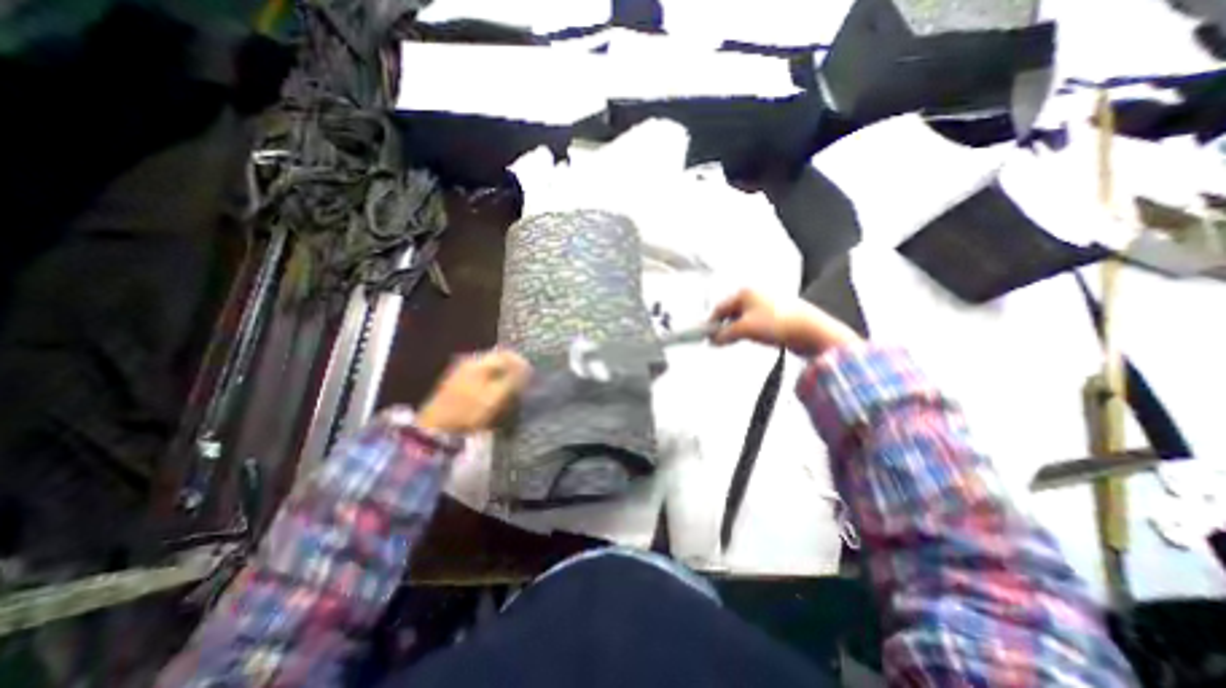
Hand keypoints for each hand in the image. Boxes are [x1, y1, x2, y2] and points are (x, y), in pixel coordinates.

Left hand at [415, 351, 530, 431]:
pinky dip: (492, 382)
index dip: (522, 364)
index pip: (507, 355)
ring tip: (511, 391)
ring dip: (503, 377)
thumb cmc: (468, 411)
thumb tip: (527, 368)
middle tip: (523, 384)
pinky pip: (481, 376)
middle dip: (513, 370)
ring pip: (490, 368)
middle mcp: (469, 361)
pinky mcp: (456, 383)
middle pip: (498, 360)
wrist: (436, 429)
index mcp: (479, 362)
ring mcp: (460, 371)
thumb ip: (513, 380)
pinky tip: (494, 395)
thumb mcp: (495, 396)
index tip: (531, 377)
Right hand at [710, 287, 860, 357]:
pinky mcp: (776, 315)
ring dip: (736, 330)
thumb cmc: (778, 323)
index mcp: (746, 292)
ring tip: (734, 341)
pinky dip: (748, 331)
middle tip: (719, 341)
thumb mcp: (744, 329)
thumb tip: (713, 340)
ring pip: (743, 318)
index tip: (706, 336)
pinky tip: (750, 339)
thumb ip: (724, 334)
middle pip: (731, 312)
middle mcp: (756, 295)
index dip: (711, 323)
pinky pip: (755, 323)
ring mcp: (767, 304)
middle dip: (724, 327)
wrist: (810, 331)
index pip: (720, 307)